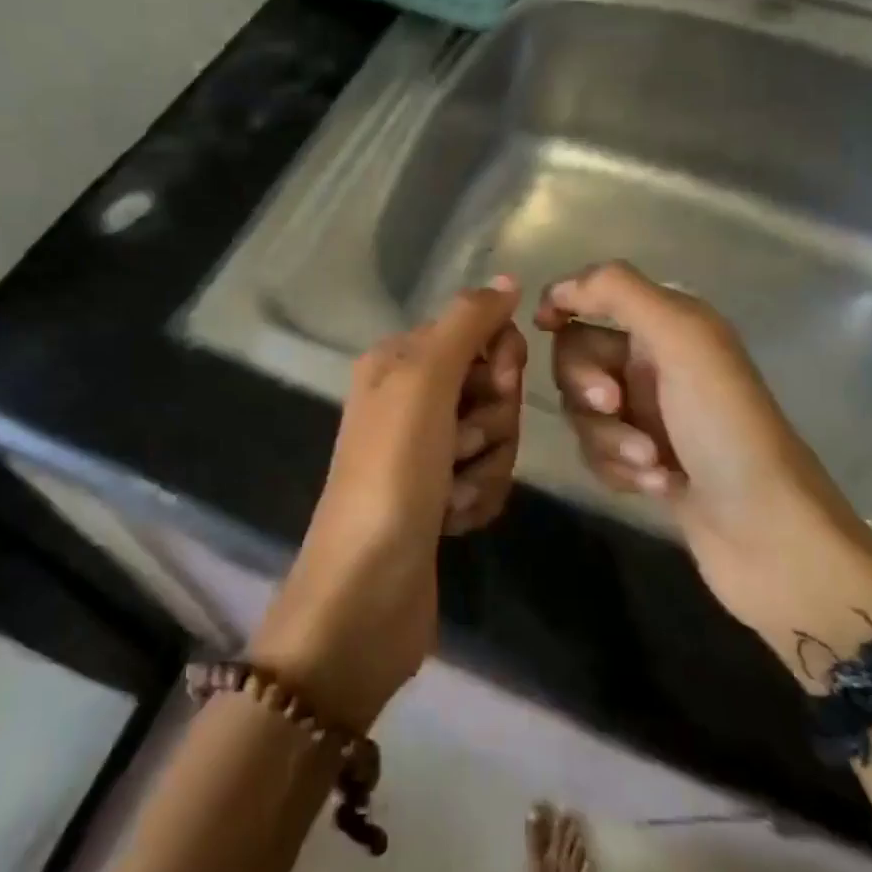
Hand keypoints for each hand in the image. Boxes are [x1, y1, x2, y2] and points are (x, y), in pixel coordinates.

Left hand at [251, 278, 526, 727]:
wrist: (366, 592)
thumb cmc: (392, 473)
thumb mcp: (424, 382)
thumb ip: (466, 324)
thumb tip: (505, 279)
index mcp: (399, 362)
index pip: (478, 331)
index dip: (499, 359)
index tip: (496, 385)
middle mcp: (410, 400)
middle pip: (492, 387)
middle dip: (493, 421)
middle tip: (461, 446)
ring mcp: (425, 452)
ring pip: (496, 436)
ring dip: (487, 466)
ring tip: (452, 494)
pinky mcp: (440, 497)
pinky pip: (487, 478)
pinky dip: (479, 498)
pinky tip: (454, 520)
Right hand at [536, 261, 871, 681]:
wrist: (770, 536)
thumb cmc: (726, 427)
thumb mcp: (682, 340)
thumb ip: (619, 293)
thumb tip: (558, 288)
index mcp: (670, 325)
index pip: (597, 295)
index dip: (565, 302)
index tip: (543, 325)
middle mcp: (657, 364)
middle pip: (579, 356)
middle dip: (586, 384)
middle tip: (614, 405)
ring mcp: (651, 416)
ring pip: (583, 411)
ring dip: (608, 437)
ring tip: (650, 462)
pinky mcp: (646, 463)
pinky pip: (597, 452)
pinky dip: (618, 468)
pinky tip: (657, 486)